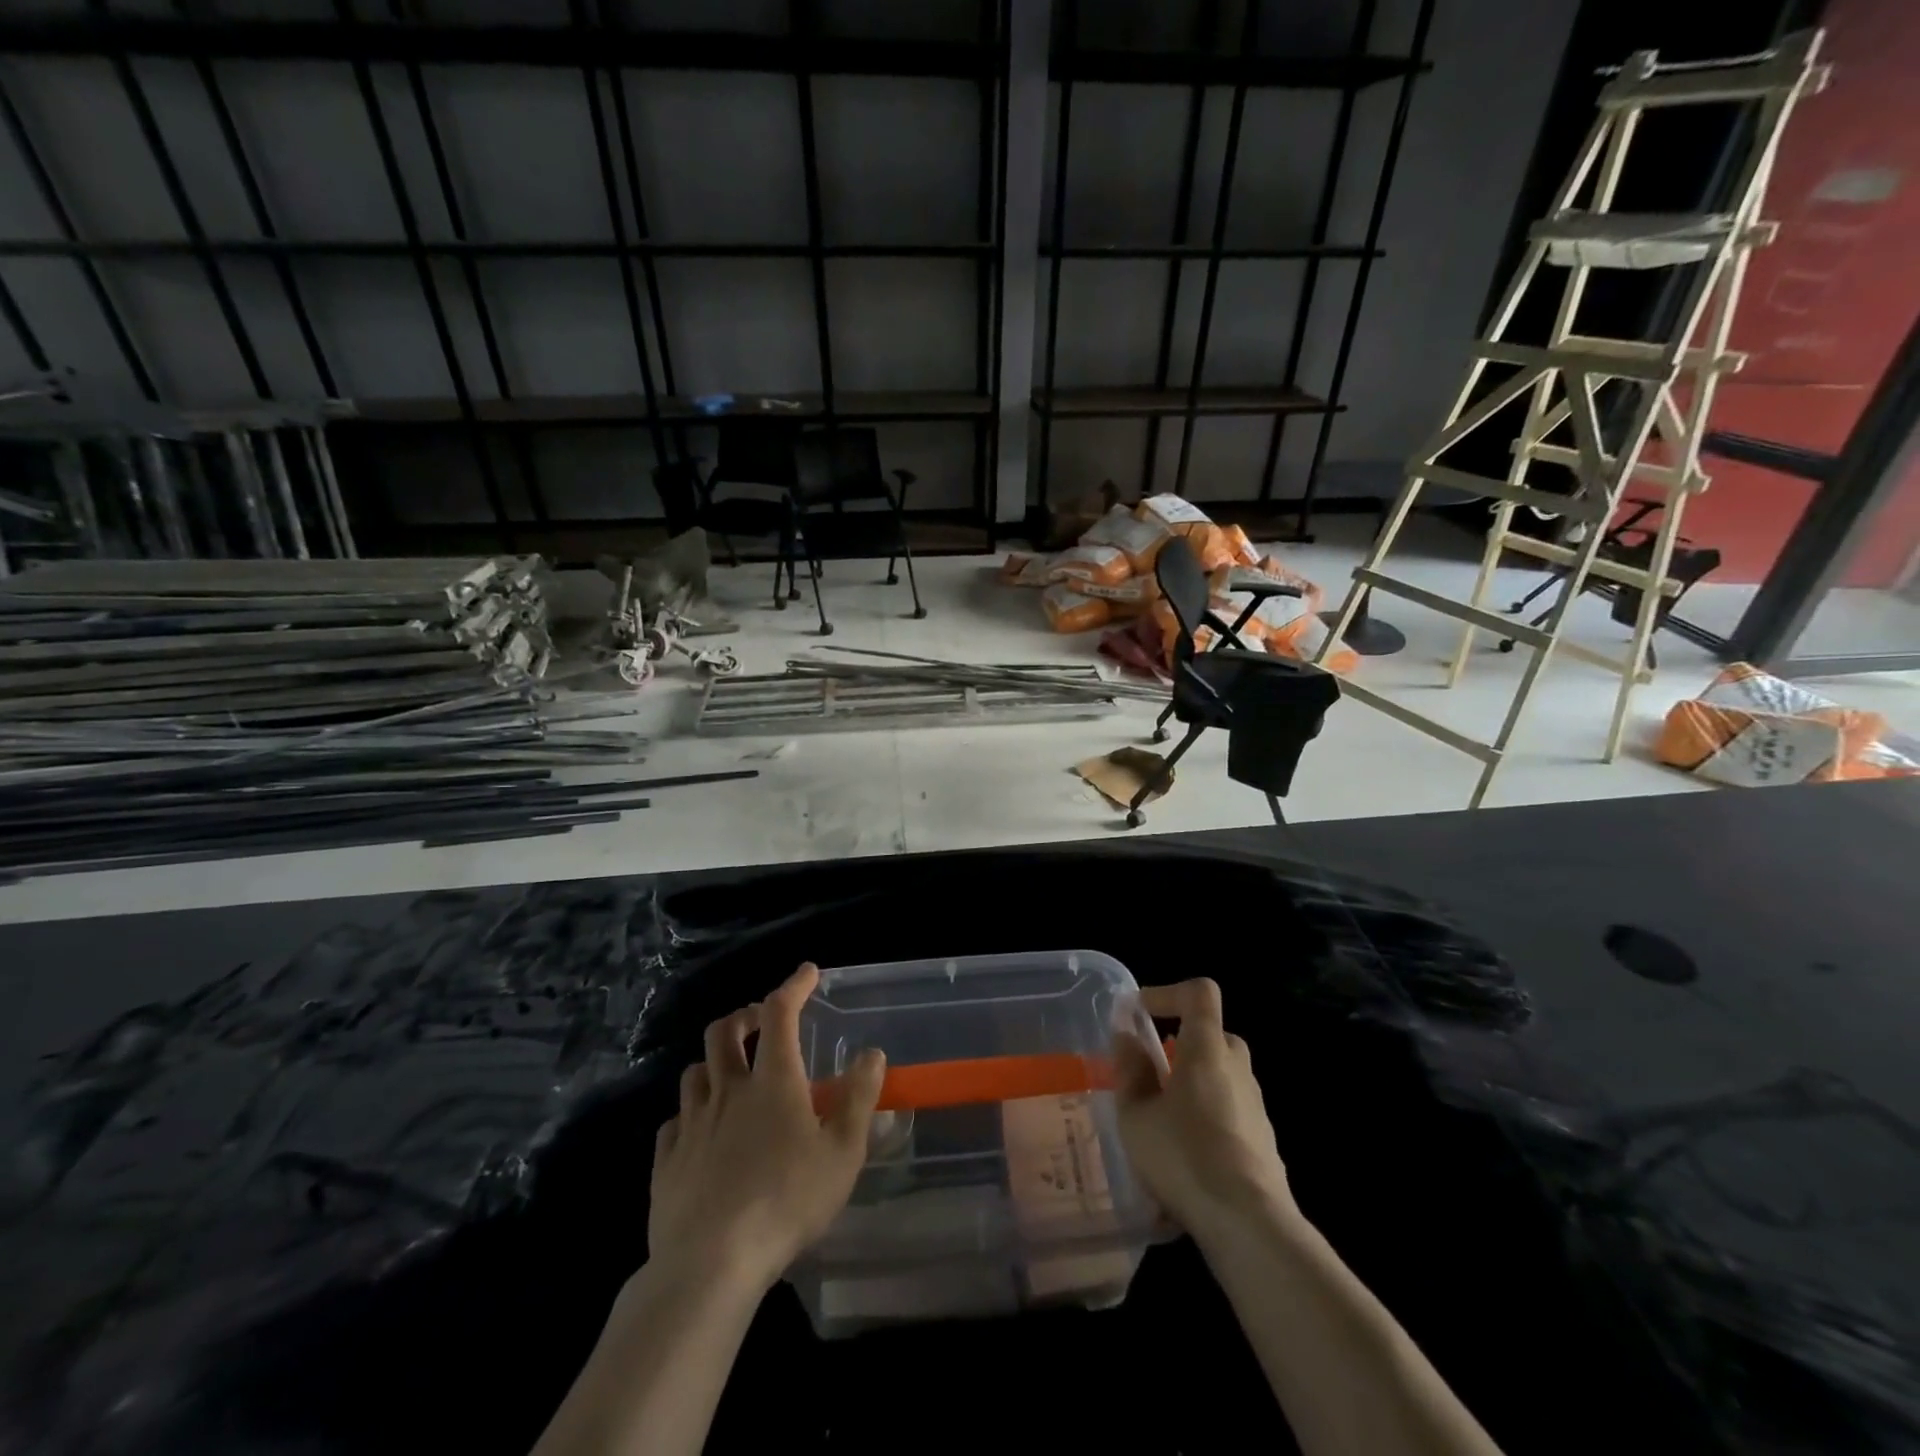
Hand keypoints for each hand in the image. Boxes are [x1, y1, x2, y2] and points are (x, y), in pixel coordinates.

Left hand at [648, 963, 885, 1292]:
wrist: (711, 1264)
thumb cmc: (787, 1201)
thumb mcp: (842, 1152)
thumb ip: (859, 1098)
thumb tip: (871, 1053)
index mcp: (772, 1082)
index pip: (779, 1013)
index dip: (794, 986)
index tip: (808, 972)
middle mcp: (727, 1091)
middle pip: (723, 1031)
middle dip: (743, 1015)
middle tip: (760, 1022)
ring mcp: (691, 1125)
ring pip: (694, 1071)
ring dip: (714, 1061)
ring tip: (731, 1073)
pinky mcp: (666, 1161)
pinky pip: (674, 1121)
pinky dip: (690, 1113)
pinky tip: (700, 1130)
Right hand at [1112, 978, 1292, 1236]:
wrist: (1249, 1224)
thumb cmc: (1183, 1156)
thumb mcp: (1136, 1114)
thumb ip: (1130, 1070)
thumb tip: (1128, 1037)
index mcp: (1207, 1048)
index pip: (1199, 992)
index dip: (1168, 993)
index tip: (1139, 1014)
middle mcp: (1237, 1068)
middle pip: (1212, 1034)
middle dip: (1180, 1044)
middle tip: (1150, 1072)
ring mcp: (1256, 1106)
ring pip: (1222, 1075)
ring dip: (1192, 1084)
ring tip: (1161, 1120)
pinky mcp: (1264, 1141)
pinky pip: (1230, 1111)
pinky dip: (1207, 1117)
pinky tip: (1185, 1156)